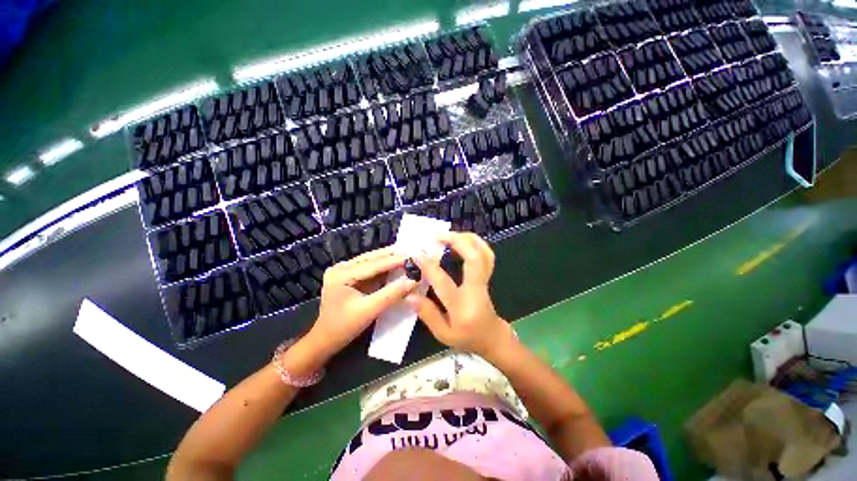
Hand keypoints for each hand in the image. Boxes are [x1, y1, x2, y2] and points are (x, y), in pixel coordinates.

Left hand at [306, 247, 418, 358]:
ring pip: (372, 261)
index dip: (395, 260)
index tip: (414, 256)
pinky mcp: (350, 276)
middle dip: (393, 256)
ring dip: (390, 259)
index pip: (373, 264)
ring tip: (409, 256)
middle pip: (372, 258)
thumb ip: (392, 294)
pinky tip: (398, 265)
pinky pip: (371, 268)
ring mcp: (345, 270)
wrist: (326, 340)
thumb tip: (414, 281)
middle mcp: (342, 267)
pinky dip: (385, 268)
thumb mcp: (369, 311)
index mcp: (341, 274)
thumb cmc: (344, 327)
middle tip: (413, 252)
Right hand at [410, 232, 513, 358]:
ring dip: (468, 239)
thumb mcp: (444, 334)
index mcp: (462, 305)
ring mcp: (485, 281)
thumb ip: (428, 314)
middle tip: (439, 235)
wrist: (492, 337)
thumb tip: (410, 295)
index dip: (429, 266)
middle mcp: (476, 289)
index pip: (444, 281)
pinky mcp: (487, 276)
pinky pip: (486, 255)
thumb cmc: (467, 338)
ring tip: (450, 234)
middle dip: (457, 241)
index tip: (417, 253)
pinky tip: (463, 240)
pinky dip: (476, 243)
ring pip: (484, 253)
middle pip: (474, 259)